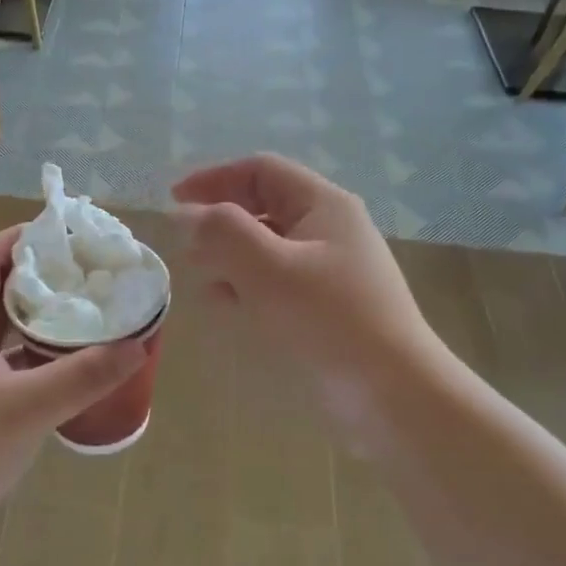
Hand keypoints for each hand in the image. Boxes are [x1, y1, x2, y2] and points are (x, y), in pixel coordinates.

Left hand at [0, 227, 145, 565]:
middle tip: (90, 274)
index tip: (66, 232)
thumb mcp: (27, 408)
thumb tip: (138, 344)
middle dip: (40, 277)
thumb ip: (84, 375)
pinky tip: (62, 372)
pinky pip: (0, 367)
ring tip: (86, 315)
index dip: (21, 238)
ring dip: (36, 321)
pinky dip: (30, 360)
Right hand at [172, 154, 439, 389]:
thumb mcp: (267, 268)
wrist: (393, 395)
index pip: (260, 170)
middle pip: (263, 207)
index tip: (173, 201)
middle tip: (187, 250)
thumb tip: (186, 214)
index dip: (213, 179)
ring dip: (231, 258)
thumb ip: (221, 232)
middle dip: (220, 223)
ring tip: (203, 282)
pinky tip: (228, 308)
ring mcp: (332, 270)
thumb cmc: (327, 320)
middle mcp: (330, 229)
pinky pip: (279, 282)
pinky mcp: (328, 307)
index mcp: (323, 205)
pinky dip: (249, 287)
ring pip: (268, 248)